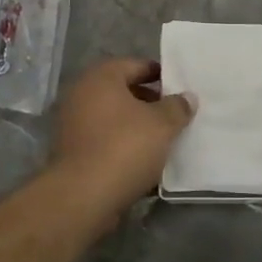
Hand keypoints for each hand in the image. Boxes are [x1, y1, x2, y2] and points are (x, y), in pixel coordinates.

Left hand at [48, 57, 194, 207]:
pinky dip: (124, 147)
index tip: (181, 89)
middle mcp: (82, 94)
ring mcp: (74, 124)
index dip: (161, 75)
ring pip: (115, 119)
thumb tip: (187, 97)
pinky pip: (106, 141)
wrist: (83, 196)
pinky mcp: (74, 152)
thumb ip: (177, 107)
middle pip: (124, 92)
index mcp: (101, 77)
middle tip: (176, 115)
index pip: (136, 65)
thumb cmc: (124, 147)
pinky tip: (146, 161)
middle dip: (151, 102)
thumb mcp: (162, 124)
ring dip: (138, 127)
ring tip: (165, 140)